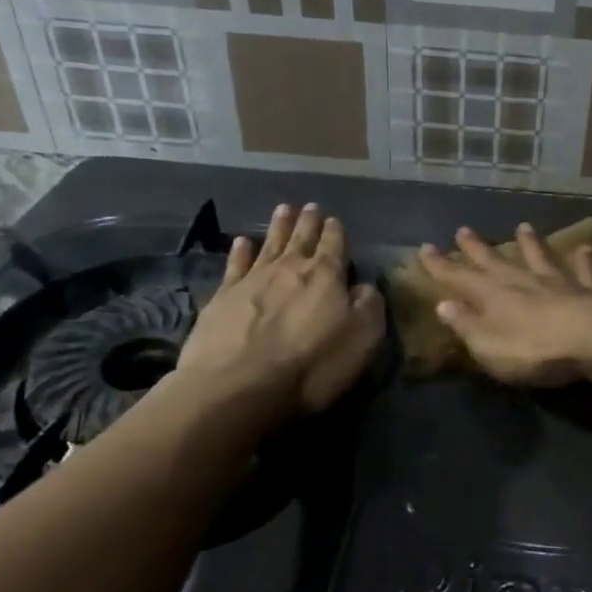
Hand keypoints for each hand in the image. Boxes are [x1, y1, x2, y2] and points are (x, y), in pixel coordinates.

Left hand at [176, 202, 384, 413]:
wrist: (239, 385)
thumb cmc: (312, 364)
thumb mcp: (363, 337)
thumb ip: (368, 305)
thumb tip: (363, 287)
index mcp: (326, 275)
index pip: (335, 245)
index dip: (336, 231)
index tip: (335, 220)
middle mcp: (290, 268)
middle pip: (301, 238)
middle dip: (308, 222)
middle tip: (310, 206)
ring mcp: (253, 279)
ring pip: (269, 243)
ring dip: (278, 226)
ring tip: (283, 209)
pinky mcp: (223, 297)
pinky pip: (235, 265)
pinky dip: (240, 251)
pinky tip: (242, 242)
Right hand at [417, 224, 591, 386]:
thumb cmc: (534, 350)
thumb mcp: (488, 346)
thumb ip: (466, 325)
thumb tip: (443, 305)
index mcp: (493, 297)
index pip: (459, 278)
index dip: (441, 265)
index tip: (425, 248)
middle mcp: (522, 282)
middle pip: (495, 261)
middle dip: (477, 248)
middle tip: (463, 230)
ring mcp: (557, 283)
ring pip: (539, 257)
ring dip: (529, 243)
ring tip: (523, 226)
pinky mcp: (588, 291)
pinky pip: (584, 271)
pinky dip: (584, 259)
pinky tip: (586, 246)